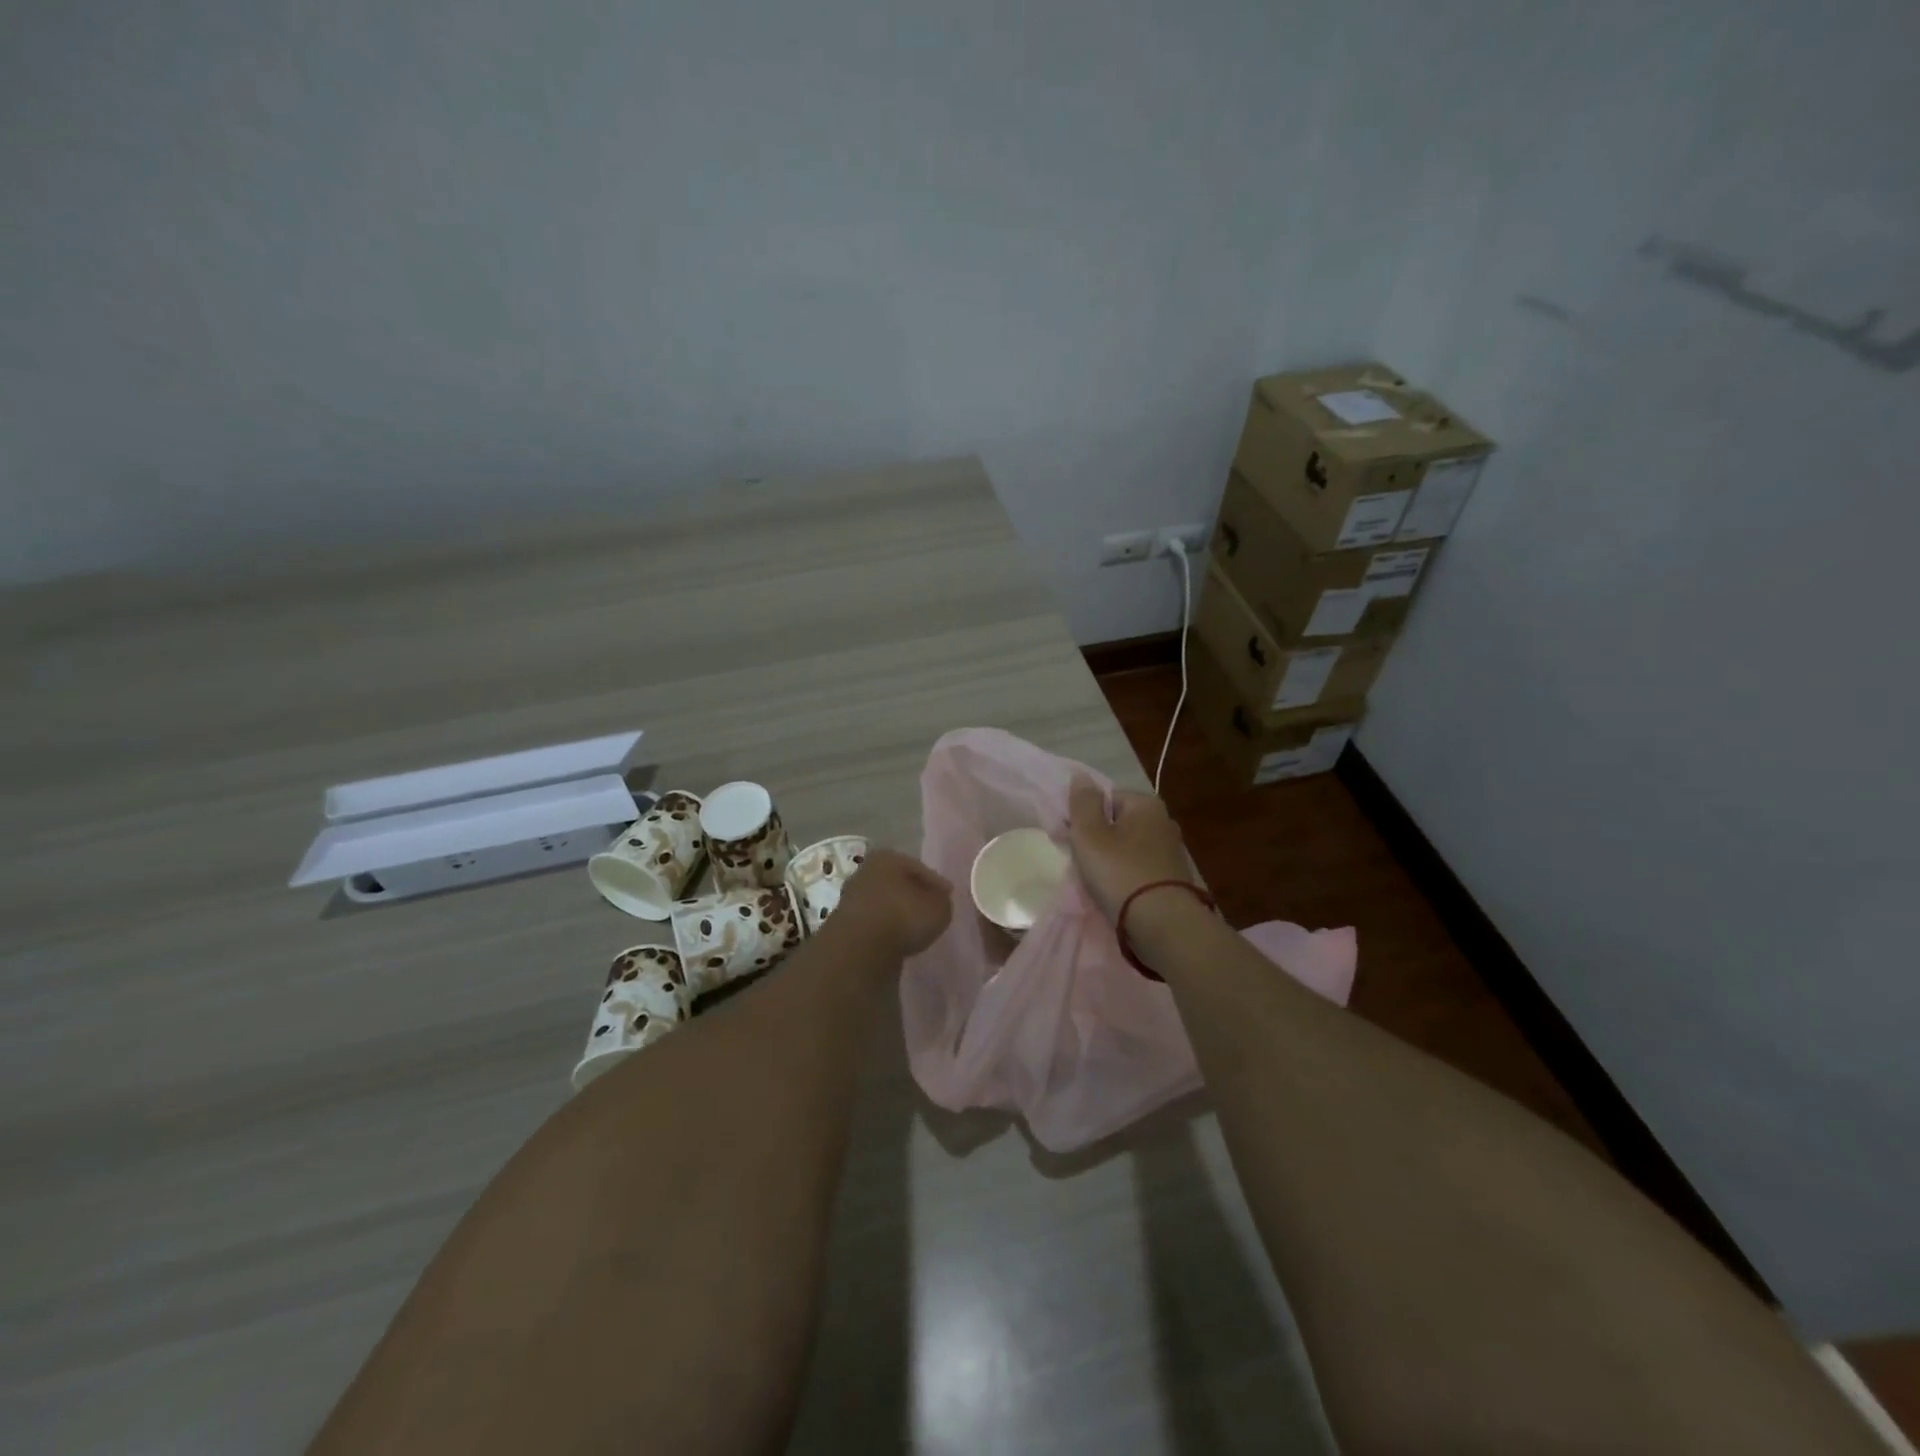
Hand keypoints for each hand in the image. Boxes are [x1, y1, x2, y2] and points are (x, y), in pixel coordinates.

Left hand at [831, 848, 953, 957]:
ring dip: (896, 913)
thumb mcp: (939, 908)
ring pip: (882, 902)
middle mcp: (865, 871)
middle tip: (929, 910)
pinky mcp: (843, 923)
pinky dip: (884, 928)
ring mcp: (851, 897)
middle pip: (897, 883)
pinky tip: (895, 939)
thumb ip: (941, 901)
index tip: (947, 896)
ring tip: (912, 929)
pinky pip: (873, 922)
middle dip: (912, 895)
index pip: (919, 868)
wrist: (859, 947)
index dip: (936, 883)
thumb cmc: (903, 916)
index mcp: (888, 858)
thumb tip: (936, 902)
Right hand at [1066, 776, 1196, 925]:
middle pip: (1117, 823)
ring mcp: (1171, 851)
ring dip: (1110, 861)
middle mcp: (1164, 822)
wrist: (1163, 924)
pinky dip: (1125, 877)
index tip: (1068, 839)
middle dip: (1096, 840)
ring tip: (1095, 882)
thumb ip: (1082, 803)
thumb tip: (1081, 777)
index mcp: (1146, 804)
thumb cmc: (1120, 872)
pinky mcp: (1174, 878)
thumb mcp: (1089, 834)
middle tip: (1080, 863)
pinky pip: (1139, 869)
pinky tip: (1116, 893)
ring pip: (1127, 848)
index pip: (1105, 799)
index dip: (1083, 817)